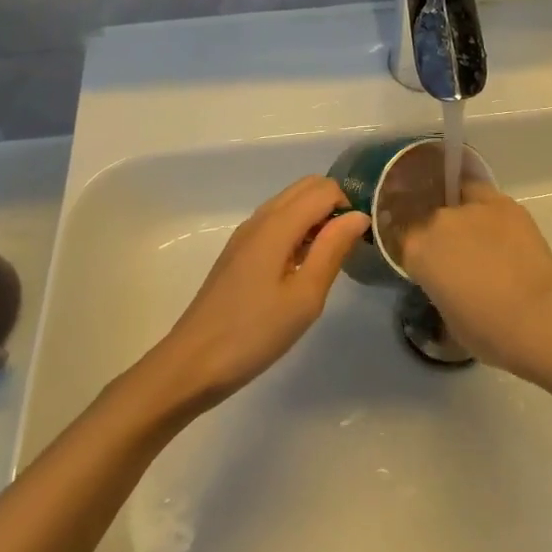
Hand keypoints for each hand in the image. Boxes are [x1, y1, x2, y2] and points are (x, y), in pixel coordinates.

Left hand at [152, 177, 367, 407]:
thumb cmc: (254, 333)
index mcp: (278, 224)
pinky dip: (296, 229)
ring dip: (315, 217)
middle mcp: (260, 218)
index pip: (324, 189)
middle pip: (306, 187)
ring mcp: (245, 234)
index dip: (348, 206)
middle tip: (345, 248)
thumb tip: (358, 215)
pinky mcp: (238, 251)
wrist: (192, 364)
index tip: (358, 242)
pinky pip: (276, 221)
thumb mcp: (305, 297)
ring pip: (290, 202)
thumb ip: (333, 249)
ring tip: (325, 260)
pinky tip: (298, 269)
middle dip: (333, 205)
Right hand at [396, 182, 551, 373]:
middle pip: (432, 219)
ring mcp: (471, 207)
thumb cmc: (487, 330)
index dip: (418, 253)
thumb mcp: (446, 317)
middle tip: (458, 257)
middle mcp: (438, 221)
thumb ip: (439, 288)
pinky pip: (486, 198)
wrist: (537, 315)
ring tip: (484, 241)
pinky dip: (489, 211)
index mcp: (417, 251)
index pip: (406, 241)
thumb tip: (448, 282)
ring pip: (459, 202)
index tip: (430, 266)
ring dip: (466, 219)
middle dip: (442, 236)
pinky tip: (501, 228)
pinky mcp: (504, 203)